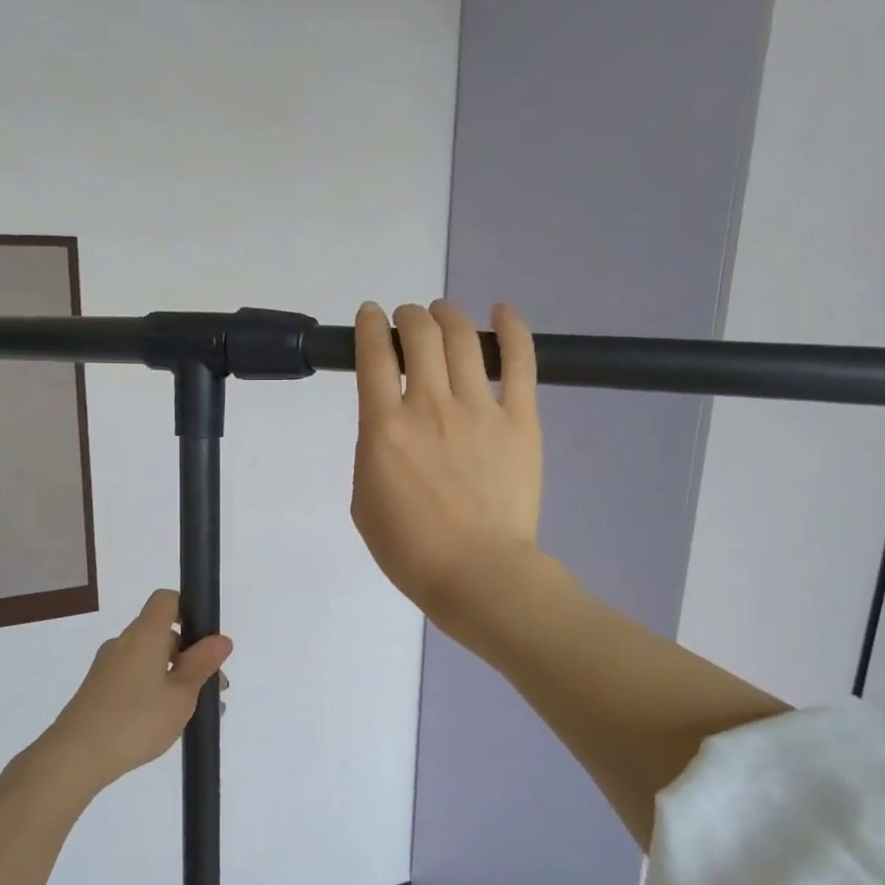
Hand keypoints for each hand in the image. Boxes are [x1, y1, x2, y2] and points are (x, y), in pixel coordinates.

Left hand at [39, 590, 232, 790]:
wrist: (76, 756)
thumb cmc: (137, 720)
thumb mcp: (181, 695)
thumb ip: (202, 664)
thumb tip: (221, 639)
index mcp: (144, 634)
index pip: (166, 600)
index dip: (188, 610)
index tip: (205, 641)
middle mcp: (123, 642)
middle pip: (161, 633)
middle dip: (189, 655)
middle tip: (211, 689)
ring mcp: (107, 666)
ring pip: (149, 659)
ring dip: (174, 676)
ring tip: (194, 712)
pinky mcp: (98, 688)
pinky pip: (134, 677)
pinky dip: (154, 688)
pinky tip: (165, 721)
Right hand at [351, 300, 543, 634]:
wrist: (477, 572)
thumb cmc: (410, 549)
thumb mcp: (364, 501)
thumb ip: (372, 452)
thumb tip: (388, 426)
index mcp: (384, 427)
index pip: (374, 355)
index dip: (370, 326)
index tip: (371, 317)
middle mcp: (429, 405)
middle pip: (420, 335)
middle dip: (408, 317)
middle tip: (407, 322)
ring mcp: (479, 408)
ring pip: (463, 338)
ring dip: (447, 316)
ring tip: (442, 314)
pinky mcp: (520, 419)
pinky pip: (520, 361)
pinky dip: (513, 329)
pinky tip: (503, 311)